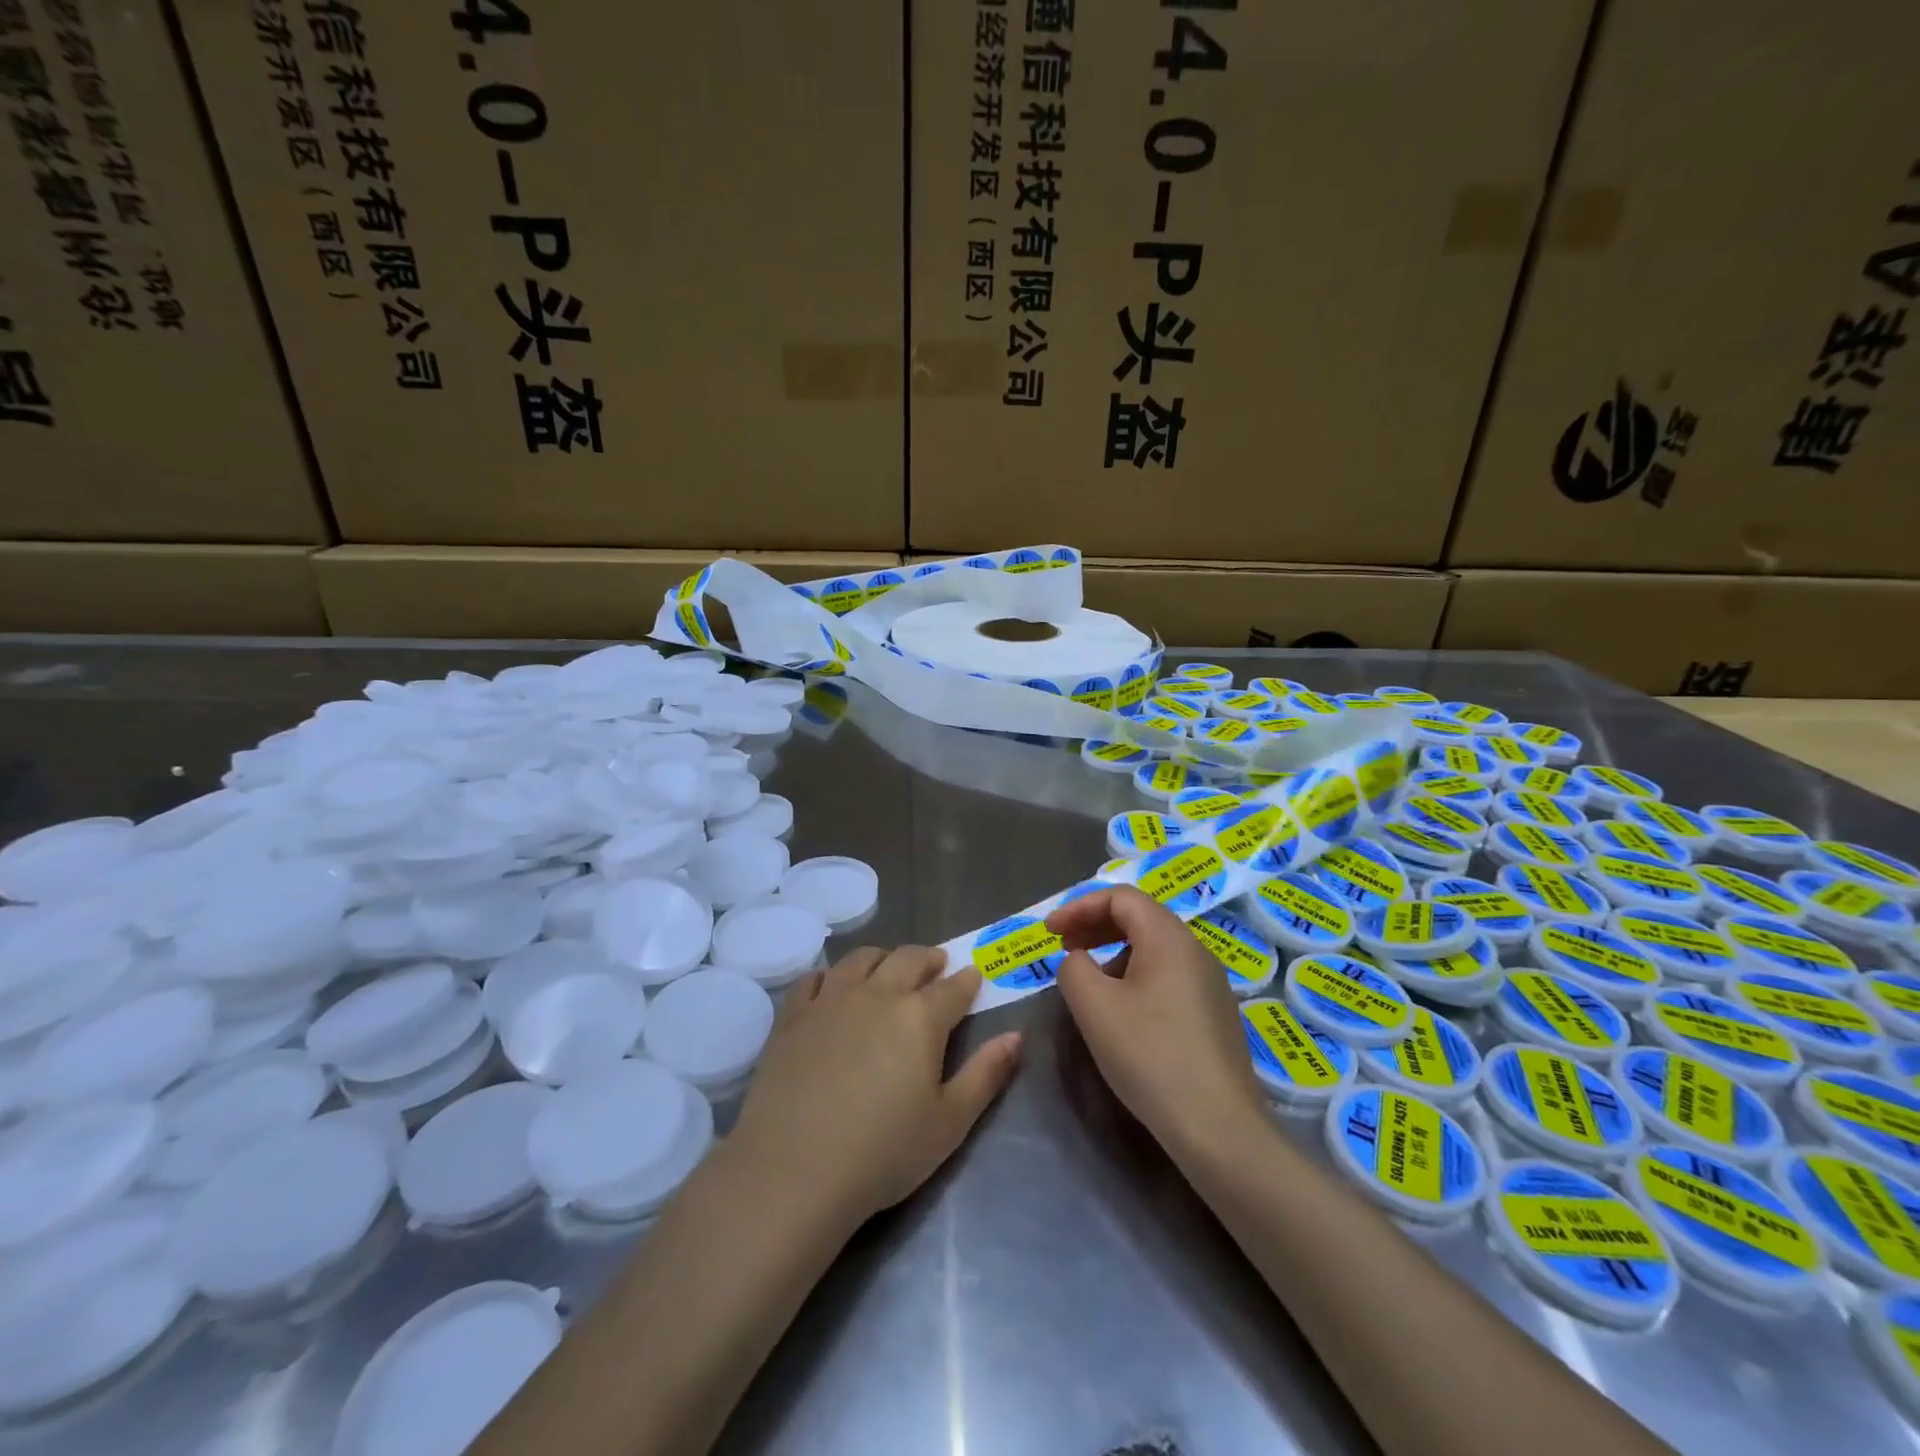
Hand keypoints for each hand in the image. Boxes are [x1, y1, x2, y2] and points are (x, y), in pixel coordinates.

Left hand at [728, 947, 1021, 1229]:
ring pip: (862, 959)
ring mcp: (831, 1000)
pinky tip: (833, 987)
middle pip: (908, 959)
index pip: (954, 987)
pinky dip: (831, 976)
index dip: (968, 981)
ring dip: (883, 958)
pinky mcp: (793, 1016)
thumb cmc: (883, 1152)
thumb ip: (986, 1074)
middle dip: (928, 959)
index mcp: (921, 1017)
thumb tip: (1016, 1036)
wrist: (794, 1170)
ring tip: (888, 969)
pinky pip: (815, 979)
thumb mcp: (950, 1123)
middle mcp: (878, 994)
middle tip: (936, 966)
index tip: (975, 978)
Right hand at [1047, 887, 1269, 1162]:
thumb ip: (1073, 967)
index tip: (1049, 932)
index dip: (1079, 906)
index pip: (1120, 897)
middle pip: (1140, 917)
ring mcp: (1210, 983)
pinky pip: (1167, 976)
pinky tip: (1121, 1011)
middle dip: (1095, 925)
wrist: (1219, 1128)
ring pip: (1153, 948)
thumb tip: (1079, 960)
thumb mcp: (1094, 1006)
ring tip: (1088, 983)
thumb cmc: (1150, 1056)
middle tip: (1063, 947)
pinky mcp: (1214, 1014)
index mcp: (1169, 937)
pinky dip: (1135, 976)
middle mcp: (1195, 950)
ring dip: (1113, 952)